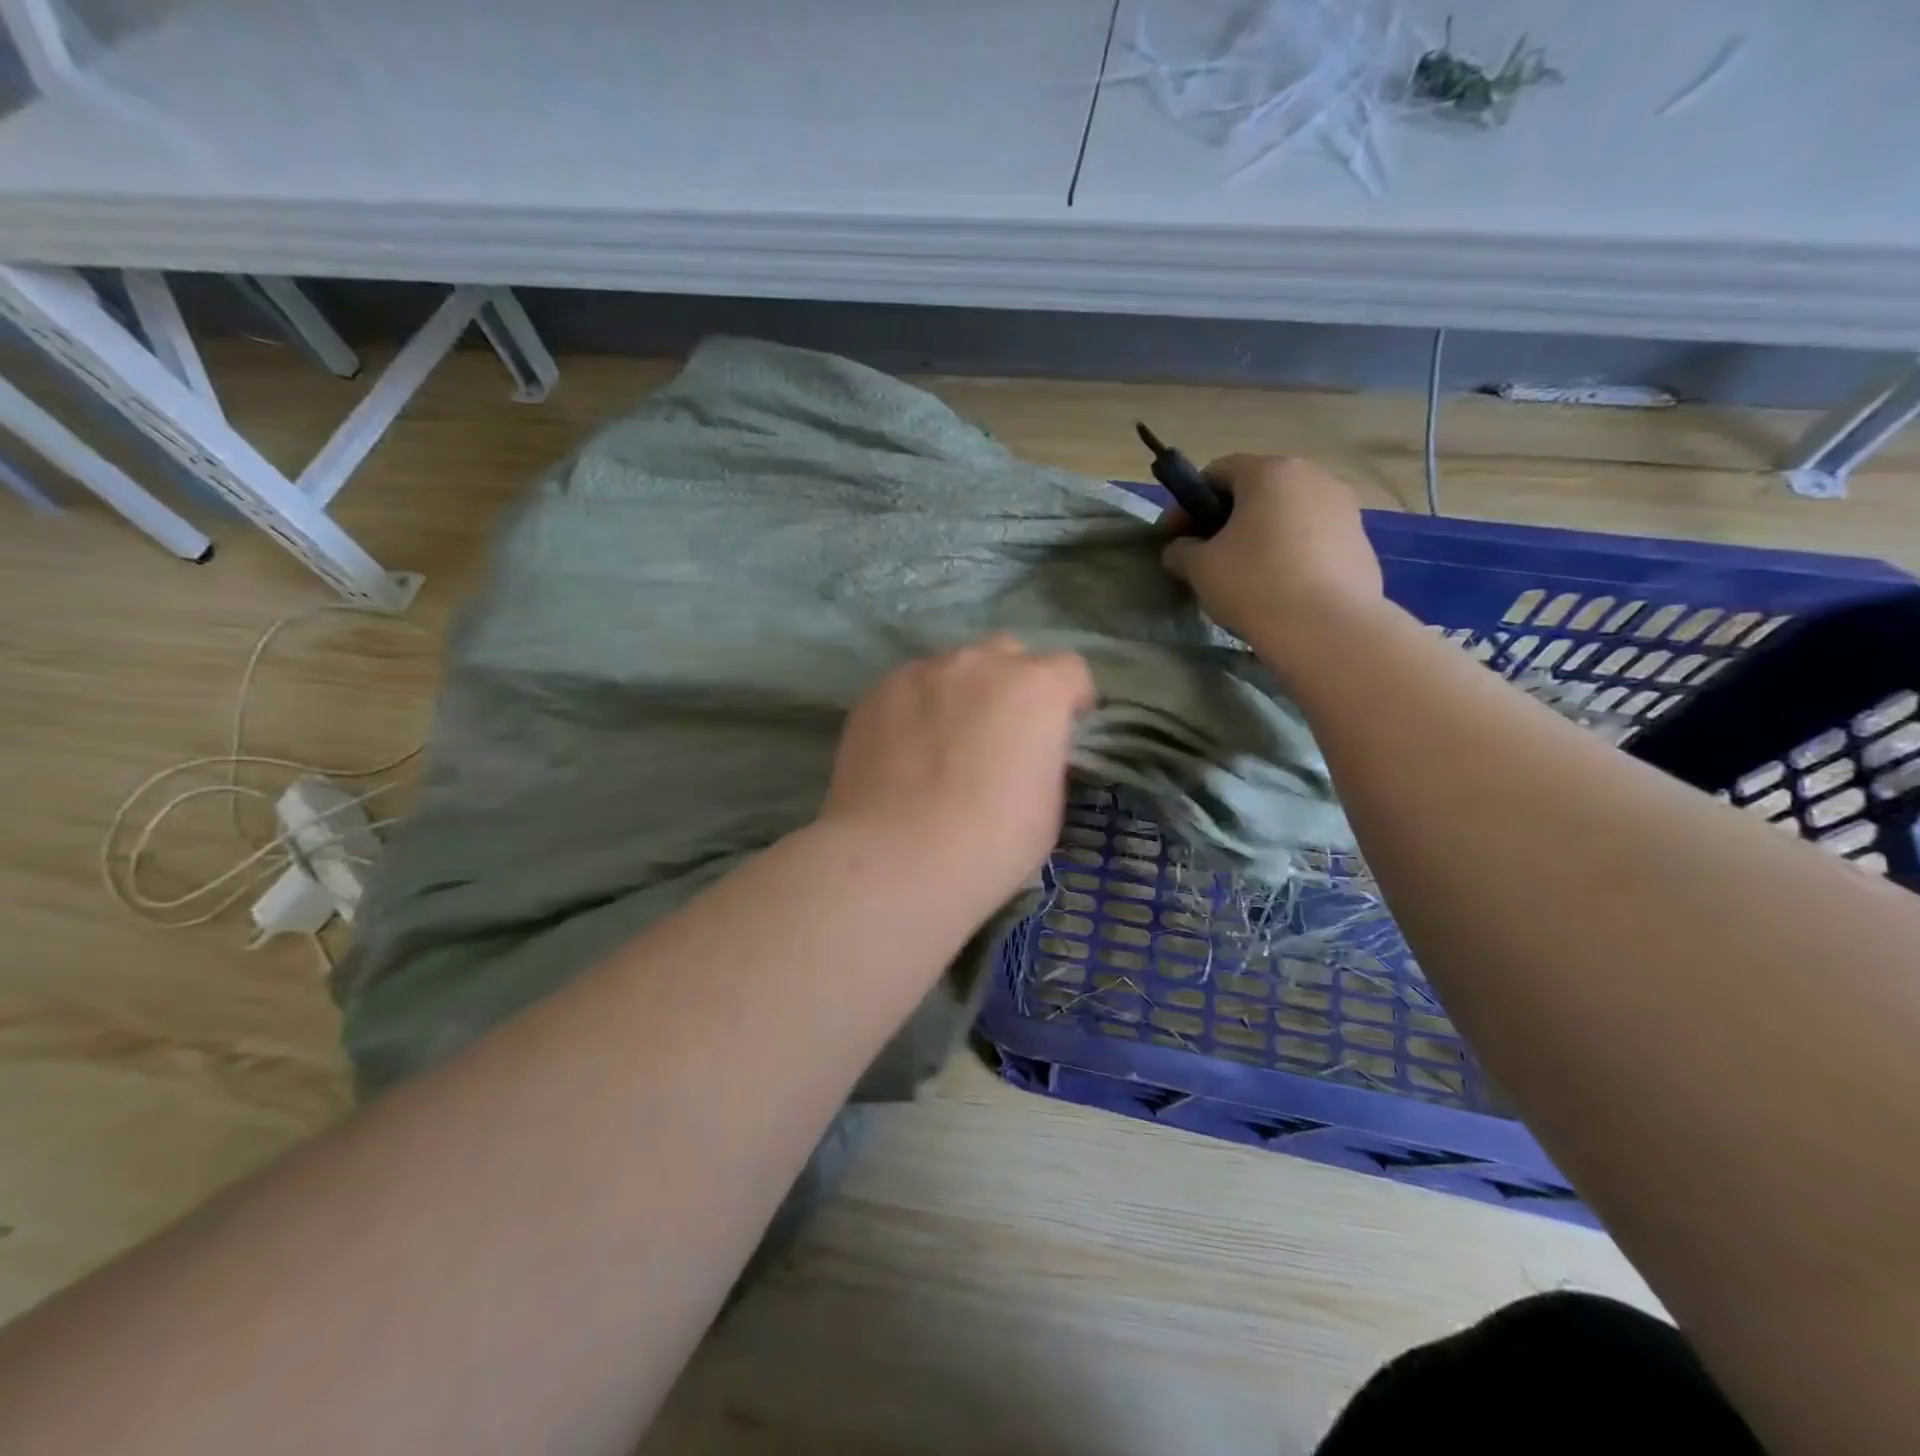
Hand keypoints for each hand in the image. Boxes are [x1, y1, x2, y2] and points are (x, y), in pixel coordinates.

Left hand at [820, 636, 1093, 912]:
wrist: (896, 858)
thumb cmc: (990, 843)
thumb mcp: (1047, 806)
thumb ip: (1042, 756)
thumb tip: (1023, 748)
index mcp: (1035, 688)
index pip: (1069, 670)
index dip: (1069, 700)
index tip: (1060, 731)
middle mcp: (980, 664)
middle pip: (1007, 655)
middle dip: (1012, 684)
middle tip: (999, 734)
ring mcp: (922, 672)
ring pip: (953, 668)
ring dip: (960, 694)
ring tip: (941, 744)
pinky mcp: (877, 691)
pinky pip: (909, 688)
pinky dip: (916, 709)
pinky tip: (903, 752)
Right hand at [1161, 455, 1384, 670]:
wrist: (1326, 629)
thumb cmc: (1253, 584)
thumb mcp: (1199, 568)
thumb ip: (1182, 551)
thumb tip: (1180, 549)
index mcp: (1270, 472)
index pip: (1218, 471)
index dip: (1188, 503)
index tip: (1174, 536)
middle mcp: (1313, 478)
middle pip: (1258, 491)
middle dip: (1228, 519)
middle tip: (1208, 556)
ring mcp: (1345, 509)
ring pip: (1289, 515)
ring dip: (1262, 537)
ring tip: (1246, 576)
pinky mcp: (1362, 543)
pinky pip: (1314, 541)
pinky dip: (1292, 556)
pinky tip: (1281, 590)